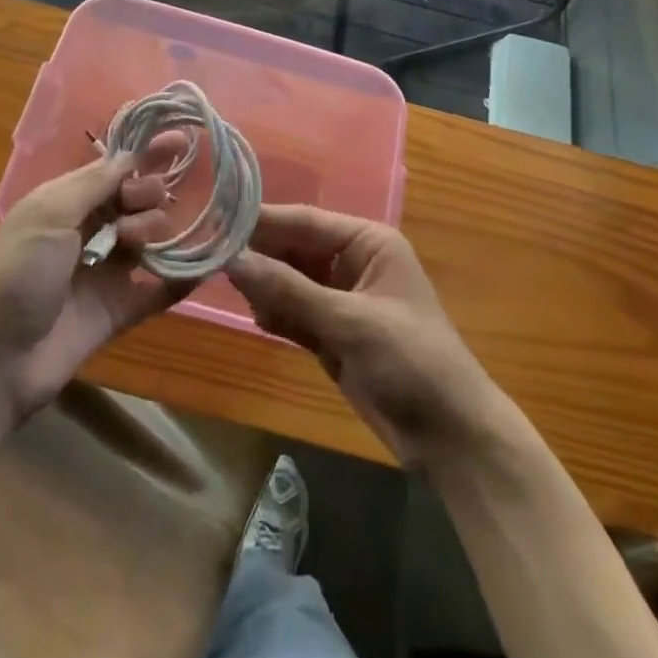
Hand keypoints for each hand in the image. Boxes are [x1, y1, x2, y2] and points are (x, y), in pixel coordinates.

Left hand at [0, 140, 190, 420]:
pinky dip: (182, 279)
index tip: (182, 140)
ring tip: (135, 245)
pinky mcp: (119, 310)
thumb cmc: (16, 274)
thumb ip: (94, 184)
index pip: (116, 168)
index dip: (147, 153)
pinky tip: (207, 266)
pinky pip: (159, 290)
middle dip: (147, 194)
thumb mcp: (49, 215)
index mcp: (68, 202)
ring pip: (151, 238)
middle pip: (138, 199)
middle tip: (134, 211)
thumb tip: (131, 154)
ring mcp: (106, 271)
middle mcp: (90, 231)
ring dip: (155, 231)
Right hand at [227, 205, 502, 469]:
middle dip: (259, 255)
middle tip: (208, 255)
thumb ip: (289, 291)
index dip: (263, 221)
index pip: (305, 221)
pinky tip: (255, 317)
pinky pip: (294, 312)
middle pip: (294, 249)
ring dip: (264, 285)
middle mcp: (352, 262)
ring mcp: (341, 299)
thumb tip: (233, 260)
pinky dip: (276, 314)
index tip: (215, 219)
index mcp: (367, 242)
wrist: (450, 437)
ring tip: (222, 284)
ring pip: (290, 281)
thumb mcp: (350, 322)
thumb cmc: (410, 361)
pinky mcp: (333, 333)